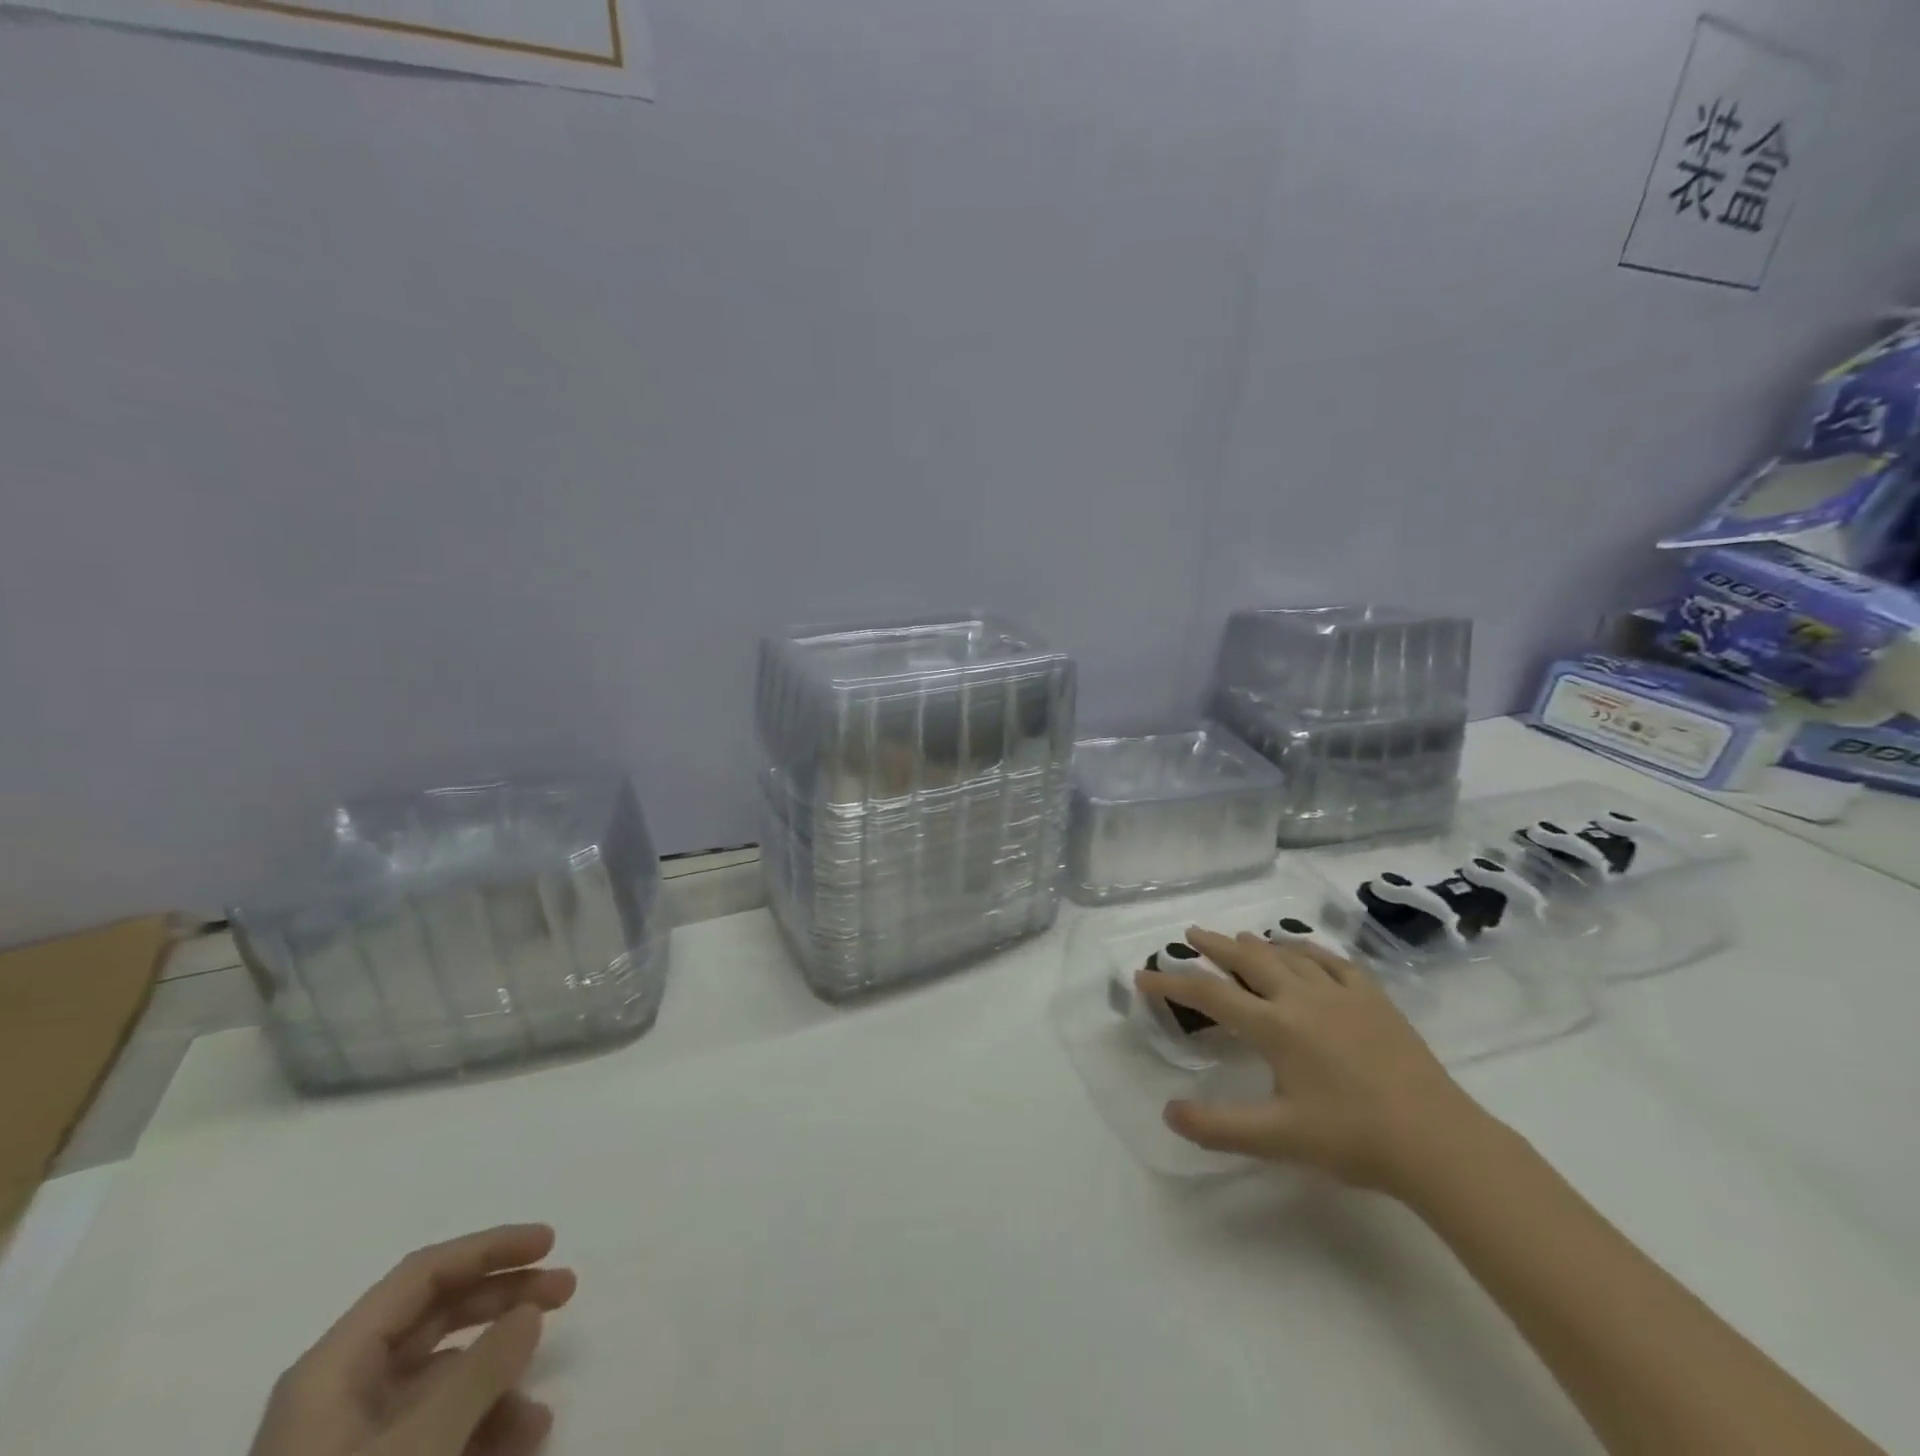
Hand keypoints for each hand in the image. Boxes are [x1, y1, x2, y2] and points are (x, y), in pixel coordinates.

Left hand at [248, 1224, 576, 1455]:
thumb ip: (481, 1371)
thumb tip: (530, 1311)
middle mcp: (340, 1393)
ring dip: (501, 1383)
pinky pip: (436, 1430)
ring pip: (442, 1379)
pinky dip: (481, 1428)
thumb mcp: (419, 1448)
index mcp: (333, 1369)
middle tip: (568, 1291)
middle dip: (506, 1302)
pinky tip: (518, 1449)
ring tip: (541, 1419)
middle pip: (437, 1316)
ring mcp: (351, 1443)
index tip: (551, 1243)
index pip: (423, 1274)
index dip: (490, 1247)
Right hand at [1137, 928, 1490, 1195]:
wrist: (1439, 1142)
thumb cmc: (1353, 1139)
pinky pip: (1332, 961)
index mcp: (1275, 1026)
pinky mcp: (1373, 999)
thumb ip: (1218, 1126)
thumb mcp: (1277, 1139)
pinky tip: (1303, 951)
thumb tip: (1168, 1112)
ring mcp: (1341, 993)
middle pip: (1248, 959)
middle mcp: (1301, 998)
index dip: (1172, 983)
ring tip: (1239, 939)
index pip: (1210, 995)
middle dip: (1214, 945)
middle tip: (1191, 934)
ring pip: (1288, 955)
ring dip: (1257, 944)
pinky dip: (1308, 950)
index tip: (1144, 976)